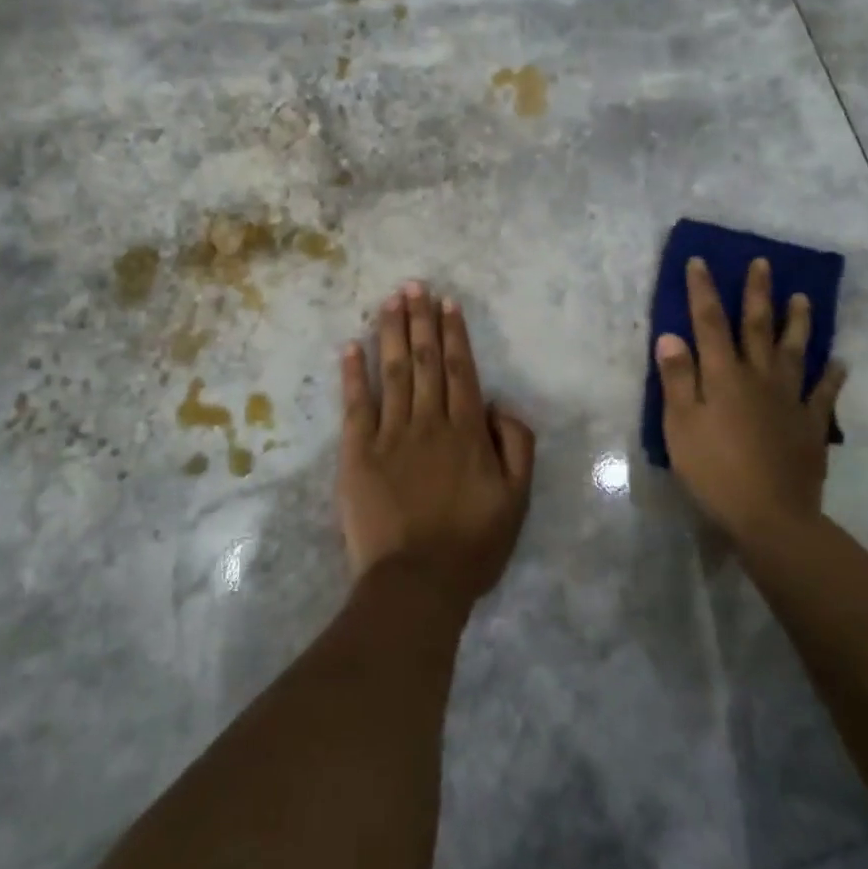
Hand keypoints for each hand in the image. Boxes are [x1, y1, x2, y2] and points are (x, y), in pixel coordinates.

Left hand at [337, 282, 536, 607]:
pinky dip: (353, 373)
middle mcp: (428, 422)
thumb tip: (498, 404)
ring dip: (391, 333)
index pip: (459, 371)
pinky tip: (350, 346)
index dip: (453, 334)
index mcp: (467, 431)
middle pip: (424, 361)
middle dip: (420, 320)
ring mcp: (390, 435)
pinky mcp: (357, 453)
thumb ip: (516, 445)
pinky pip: (356, 405)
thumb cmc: (472, 544)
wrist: (416, 582)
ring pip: (392, 372)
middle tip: (414, 286)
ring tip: (389, 300)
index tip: (446, 303)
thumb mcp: (518, 499)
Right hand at [656, 256, 847, 546]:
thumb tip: (671, 335)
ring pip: (795, 351)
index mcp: (724, 376)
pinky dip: (832, 375)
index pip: (709, 323)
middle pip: (757, 327)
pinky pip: (824, 393)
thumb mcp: (680, 425)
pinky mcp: (811, 425)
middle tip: (763, 263)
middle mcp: (759, 377)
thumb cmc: (714, 470)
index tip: (700, 261)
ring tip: (802, 298)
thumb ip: (677, 378)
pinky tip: (839, 362)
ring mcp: (790, 400)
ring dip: (797, 322)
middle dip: (757, 293)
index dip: (703, 291)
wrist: (770, 515)